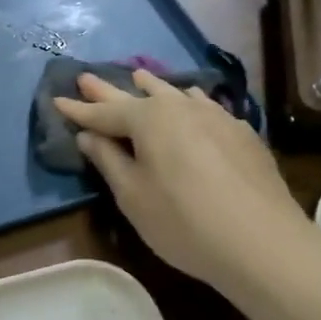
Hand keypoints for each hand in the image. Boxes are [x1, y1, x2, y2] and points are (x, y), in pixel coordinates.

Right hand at [55, 69, 312, 296]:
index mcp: (148, 119)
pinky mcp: (241, 133)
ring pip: (175, 94)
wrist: (263, 243)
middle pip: (137, 96)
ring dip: (152, 87)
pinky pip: (204, 105)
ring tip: (139, 77)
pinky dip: (187, 101)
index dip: (78, 111)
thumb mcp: (133, 196)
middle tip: (86, 77)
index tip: (57, 101)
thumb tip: (89, 136)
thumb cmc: (183, 222)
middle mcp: (180, 107)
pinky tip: (192, 100)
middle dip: (108, 90)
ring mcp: (216, 117)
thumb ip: (108, 160)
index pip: (103, 113)